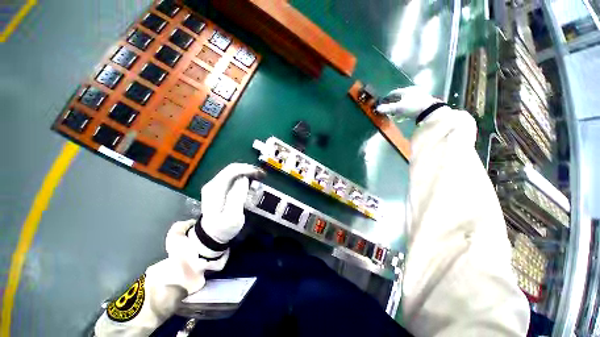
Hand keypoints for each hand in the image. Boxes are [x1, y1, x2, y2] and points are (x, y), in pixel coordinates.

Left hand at [200, 163, 265, 242]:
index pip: (232, 170)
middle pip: (233, 169)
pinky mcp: (219, 188)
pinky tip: (250, 184)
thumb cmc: (223, 228)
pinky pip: (233, 178)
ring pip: (234, 172)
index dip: (247, 169)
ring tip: (258, 180)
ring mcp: (215, 185)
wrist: (211, 235)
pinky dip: (244, 179)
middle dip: (249, 170)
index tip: (260, 174)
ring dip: (247, 174)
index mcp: (215, 189)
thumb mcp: (232, 216)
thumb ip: (237, 196)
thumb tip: (244, 179)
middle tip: (262, 176)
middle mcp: (213, 184)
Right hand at [375, 86, 441, 118]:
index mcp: (407, 90)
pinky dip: (406, 110)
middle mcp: (413, 91)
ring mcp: (419, 97)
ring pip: (406, 102)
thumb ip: (388, 108)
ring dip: (400, 107)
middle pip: (400, 97)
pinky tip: (403, 116)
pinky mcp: (423, 104)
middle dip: (394, 103)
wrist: (430, 111)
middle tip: (389, 108)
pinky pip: (411, 106)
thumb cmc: (413, 107)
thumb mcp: (398, 108)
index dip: (388, 97)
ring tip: (395, 113)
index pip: (394, 92)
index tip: (383, 101)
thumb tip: (377, 108)